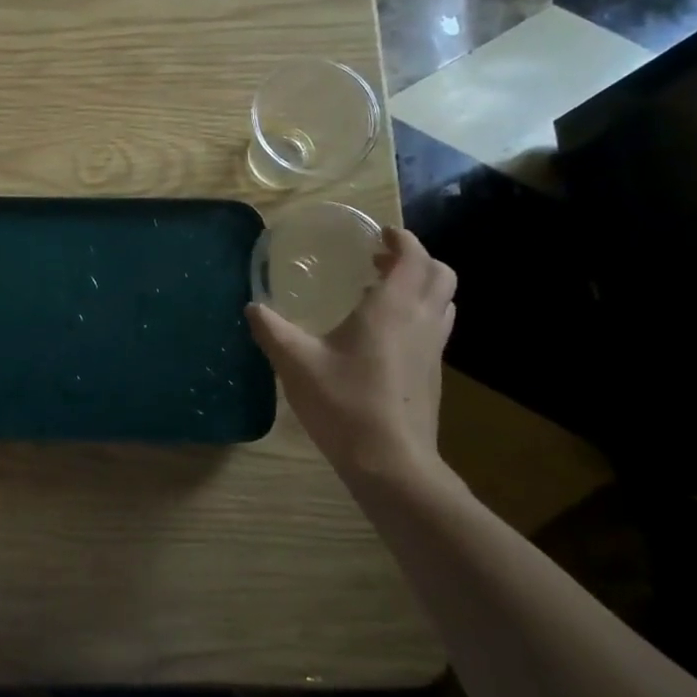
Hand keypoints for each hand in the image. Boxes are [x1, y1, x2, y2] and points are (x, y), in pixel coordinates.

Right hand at [247, 227, 455, 483]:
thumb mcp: (295, 363)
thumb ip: (272, 330)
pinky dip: (420, 313)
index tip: (378, 234)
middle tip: (379, 261)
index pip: (413, 257)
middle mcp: (421, 321)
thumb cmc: (344, 403)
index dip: (401, 239)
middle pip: (440, 274)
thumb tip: (252, 307)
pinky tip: (385, 335)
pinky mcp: (434, 374)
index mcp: (392, 308)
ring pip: (444, 301)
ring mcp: (433, 349)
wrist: (391, 462)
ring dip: (422, 286)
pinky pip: (436, 327)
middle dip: (415, 259)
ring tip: (384, 292)